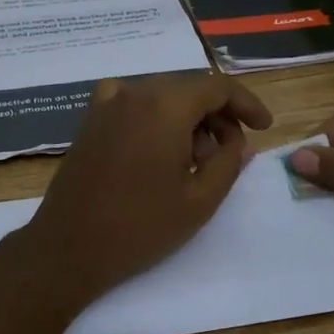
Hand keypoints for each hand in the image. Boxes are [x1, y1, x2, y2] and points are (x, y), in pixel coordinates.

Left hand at [16, 73, 274, 304]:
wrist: (68, 247)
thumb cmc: (140, 227)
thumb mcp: (200, 200)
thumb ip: (230, 162)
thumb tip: (241, 141)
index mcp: (165, 105)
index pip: (217, 86)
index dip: (246, 104)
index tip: (264, 128)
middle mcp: (135, 92)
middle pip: (189, 88)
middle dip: (217, 115)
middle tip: (231, 153)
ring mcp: (107, 104)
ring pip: (162, 96)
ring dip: (188, 119)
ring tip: (197, 162)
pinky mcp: (91, 121)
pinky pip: (135, 105)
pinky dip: (157, 119)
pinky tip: (160, 152)